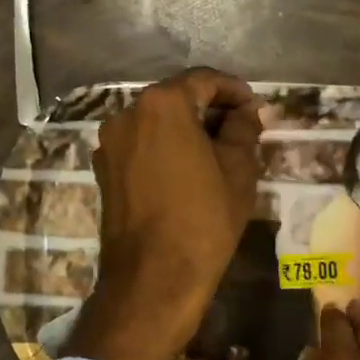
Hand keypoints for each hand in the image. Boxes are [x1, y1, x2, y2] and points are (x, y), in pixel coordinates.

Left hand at [66, 68, 261, 359]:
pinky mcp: (104, 171)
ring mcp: (110, 144)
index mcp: (162, 105)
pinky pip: (141, 146)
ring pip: (156, 122)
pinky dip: (165, 147)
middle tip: (242, 128)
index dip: (234, 90)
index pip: (204, 80)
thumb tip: (246, 112)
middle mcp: (128, 114)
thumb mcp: (238, 171)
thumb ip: (243, 130)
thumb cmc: (203, 220)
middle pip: (176, 98)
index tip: (255, 107)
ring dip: (187, 128)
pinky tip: (188, 169)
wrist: (153, 279)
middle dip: (210, 108)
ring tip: (218, 151)